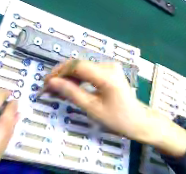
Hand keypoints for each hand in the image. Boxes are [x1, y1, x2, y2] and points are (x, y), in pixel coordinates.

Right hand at [44, 60, 185, 157]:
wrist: (139, 120)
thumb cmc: (117, 119)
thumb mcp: (92, 108)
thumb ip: (71, 93)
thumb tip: (52, 82)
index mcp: (106, 75)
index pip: (76, 66)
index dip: (59, 72)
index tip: (46, 83)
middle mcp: (107, 65)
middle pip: (77, 64)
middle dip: (60, 74)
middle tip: (48, 87)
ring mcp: (108, 66)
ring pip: (80, 67)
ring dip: (67, 76)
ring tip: (56, 88)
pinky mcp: (107, 70)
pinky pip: (87, 70)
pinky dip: (76, 78)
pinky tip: (68, 86)